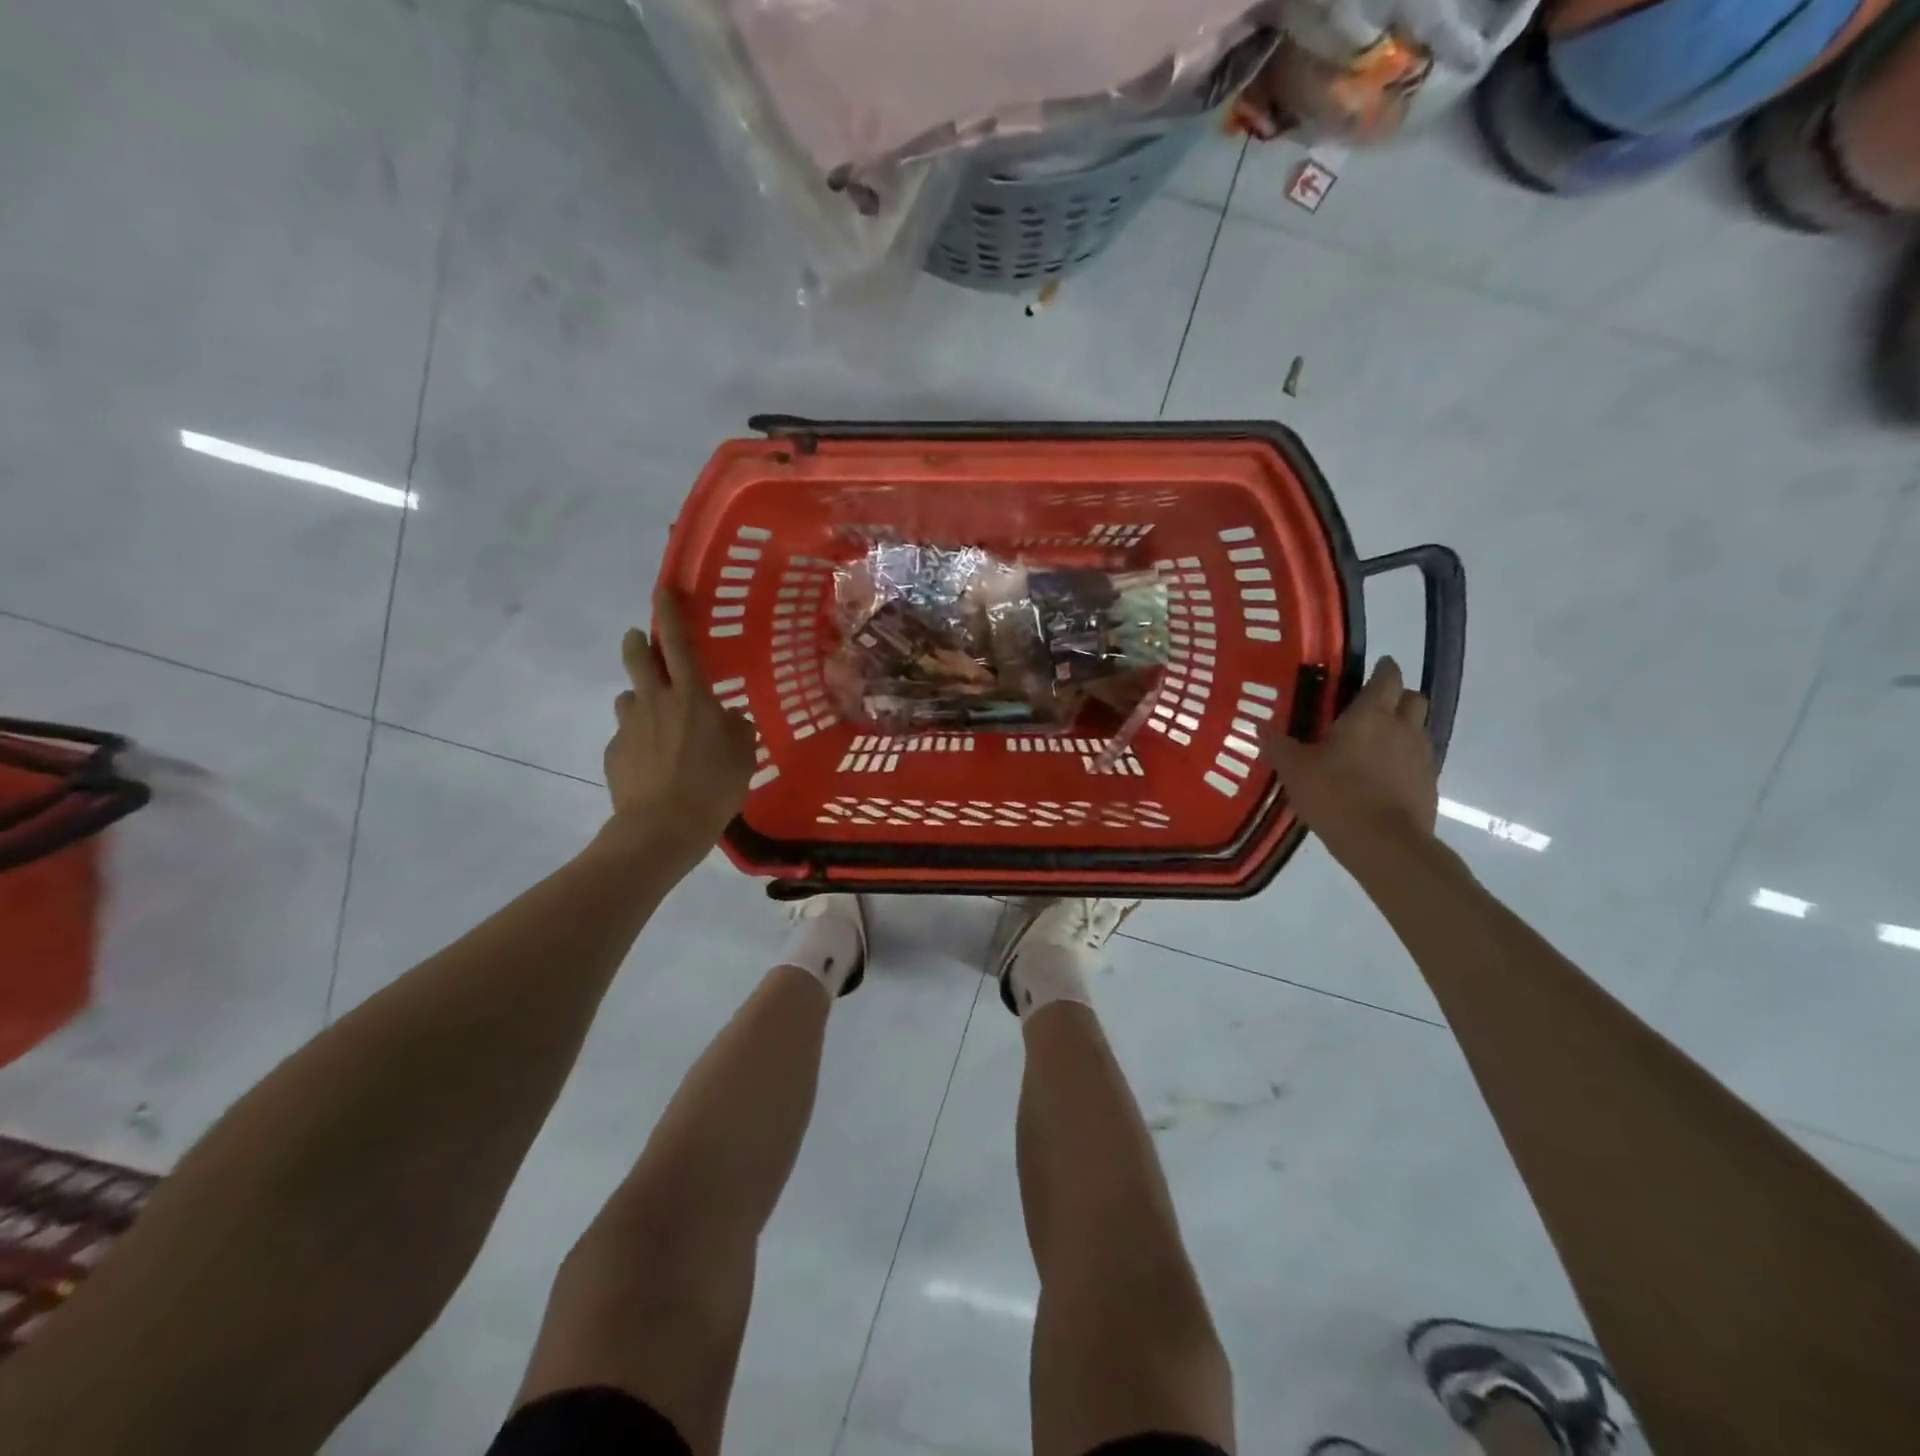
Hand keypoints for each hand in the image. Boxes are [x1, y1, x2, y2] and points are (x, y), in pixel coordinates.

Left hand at [603, 586, 756, 850]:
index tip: (663, 590)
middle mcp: (655, 701)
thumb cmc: (713, 787)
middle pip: (637, 657)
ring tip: (657, 727)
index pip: (678, 643)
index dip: (670, 612)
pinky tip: (652, 767)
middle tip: (641, 642)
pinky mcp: (614, 752)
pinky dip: (638, 742)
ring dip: (642, 702)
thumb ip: (735, 727)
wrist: (662, 829)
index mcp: (691, 697)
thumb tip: (724, 718)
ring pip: (630, 699)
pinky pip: (627, 736)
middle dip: (637, 642)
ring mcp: (629, 726)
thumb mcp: (743, 754)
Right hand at [1263, 657, 1438, 864]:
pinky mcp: (1429, 784)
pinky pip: (1418, 760)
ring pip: (1418, 729)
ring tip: (1373, 745)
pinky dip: (1403, 760)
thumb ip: (1279, 746)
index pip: (1387, 677)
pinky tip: (1381, 777)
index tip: (1374, 669)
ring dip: (1401, 729)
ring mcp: (1421, 757)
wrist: (1385, 845)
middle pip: (1412, 698)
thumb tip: (1260, 726)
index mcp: (1370, 715)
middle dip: (1396, 696)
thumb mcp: (1295, 771)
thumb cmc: (1337, 795)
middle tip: (1371, 707)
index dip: (1383, 669)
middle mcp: (1402, 728)